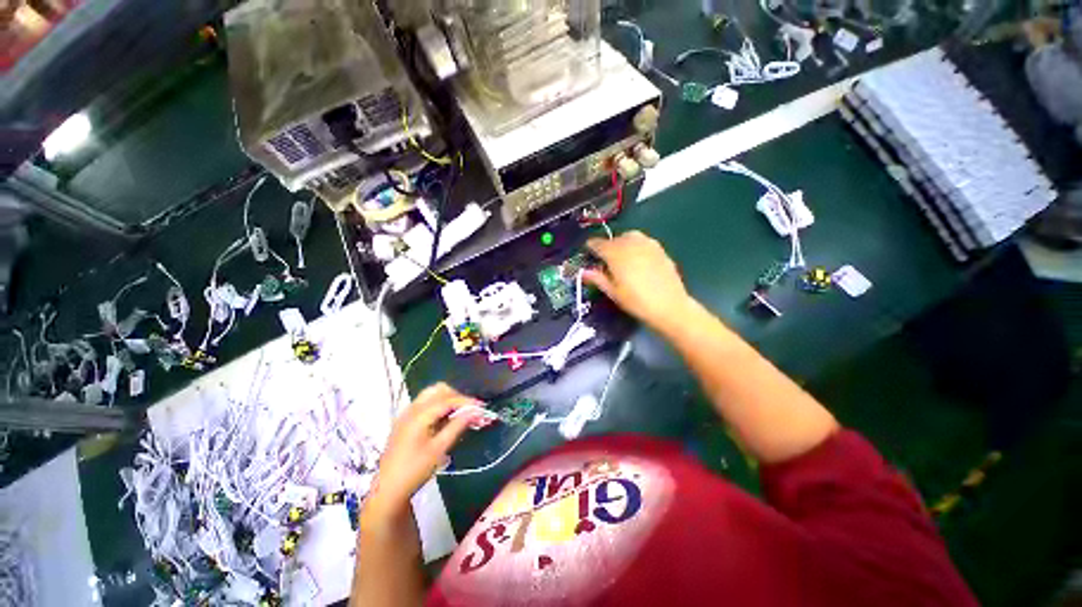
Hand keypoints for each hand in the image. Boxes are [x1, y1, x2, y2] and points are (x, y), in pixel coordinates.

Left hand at [367, 383, 484, 519]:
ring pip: (431, 395)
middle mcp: (412, 409)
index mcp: (419, 415)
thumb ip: (457, 426)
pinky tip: (446, 419)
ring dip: (448, 399)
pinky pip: (425, 403)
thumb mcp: (439, 448)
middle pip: (439, 390)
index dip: (466, 401)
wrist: (388, 490)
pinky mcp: (405, 421)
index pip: (448, 399)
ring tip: (461, 413)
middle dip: (457, 396)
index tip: (482, 407)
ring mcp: (407, 414)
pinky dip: (439, 405)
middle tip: (470, 410)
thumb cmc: (414, 470)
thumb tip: (475, 412)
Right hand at [583, 230, 691, 332]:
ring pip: (630, 236)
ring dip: (622, 243)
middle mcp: (631, 244)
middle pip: (614, 239)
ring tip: (622, 258)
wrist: (669, 306)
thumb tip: (584, 271)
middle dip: (607, 246)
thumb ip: (598, 279)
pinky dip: (636, 246)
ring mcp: (647, 244)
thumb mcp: (613, 293)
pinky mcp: (660, 249)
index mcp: (616, 254)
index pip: (598, 244)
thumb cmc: (636, 302)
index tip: (588, 254)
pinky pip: (643, 241)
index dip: (591, 247)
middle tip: (606, 260)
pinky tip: (638, 260)